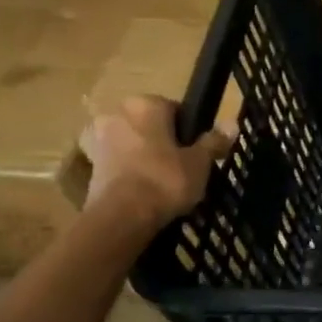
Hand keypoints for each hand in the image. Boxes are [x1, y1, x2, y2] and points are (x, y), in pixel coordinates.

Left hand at [79, 95, 233, 227]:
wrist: (121, 217)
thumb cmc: (165, 180)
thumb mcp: (200, 162)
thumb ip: (214, 141)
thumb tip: (232, 123)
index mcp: (144, 105)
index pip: (174, 109)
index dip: (188, 130)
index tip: (197, 150)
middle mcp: (116, 114)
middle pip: (149, 125)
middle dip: (164, 141)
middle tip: (183, 167)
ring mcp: (98, 139)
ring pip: (132, 144)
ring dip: (145, 156)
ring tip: (164, 183)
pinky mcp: (89, 165)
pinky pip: (119, 163)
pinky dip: (130, 172)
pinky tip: (145, 192)